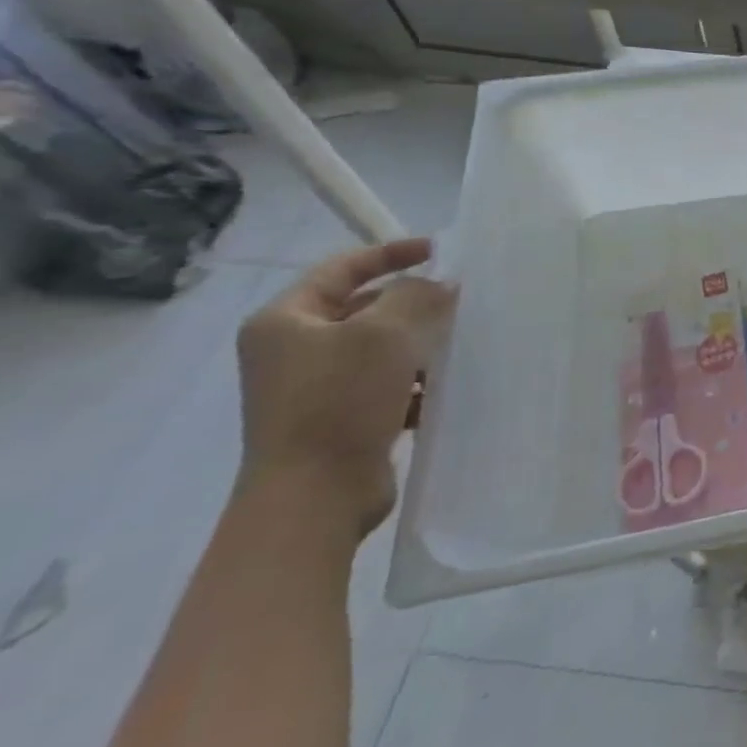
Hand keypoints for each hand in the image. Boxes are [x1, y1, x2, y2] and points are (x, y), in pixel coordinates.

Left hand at [236, 239, 455, 535]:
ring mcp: (315, 387)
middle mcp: (293, 350)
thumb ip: (415, 296)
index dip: (391, 253)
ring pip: (381, 348)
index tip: (440, 250)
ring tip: (461, 344)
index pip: (342, 268)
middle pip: (364, 308)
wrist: (314, 496)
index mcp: (285, 321)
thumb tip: (439, 285)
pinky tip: (445, 387)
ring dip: (420, 344)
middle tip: (461, 301)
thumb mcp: (382, 333)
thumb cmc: (339, 401)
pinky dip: (416, 381)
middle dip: (414, 303)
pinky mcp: (340, 418)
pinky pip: (386, 384)